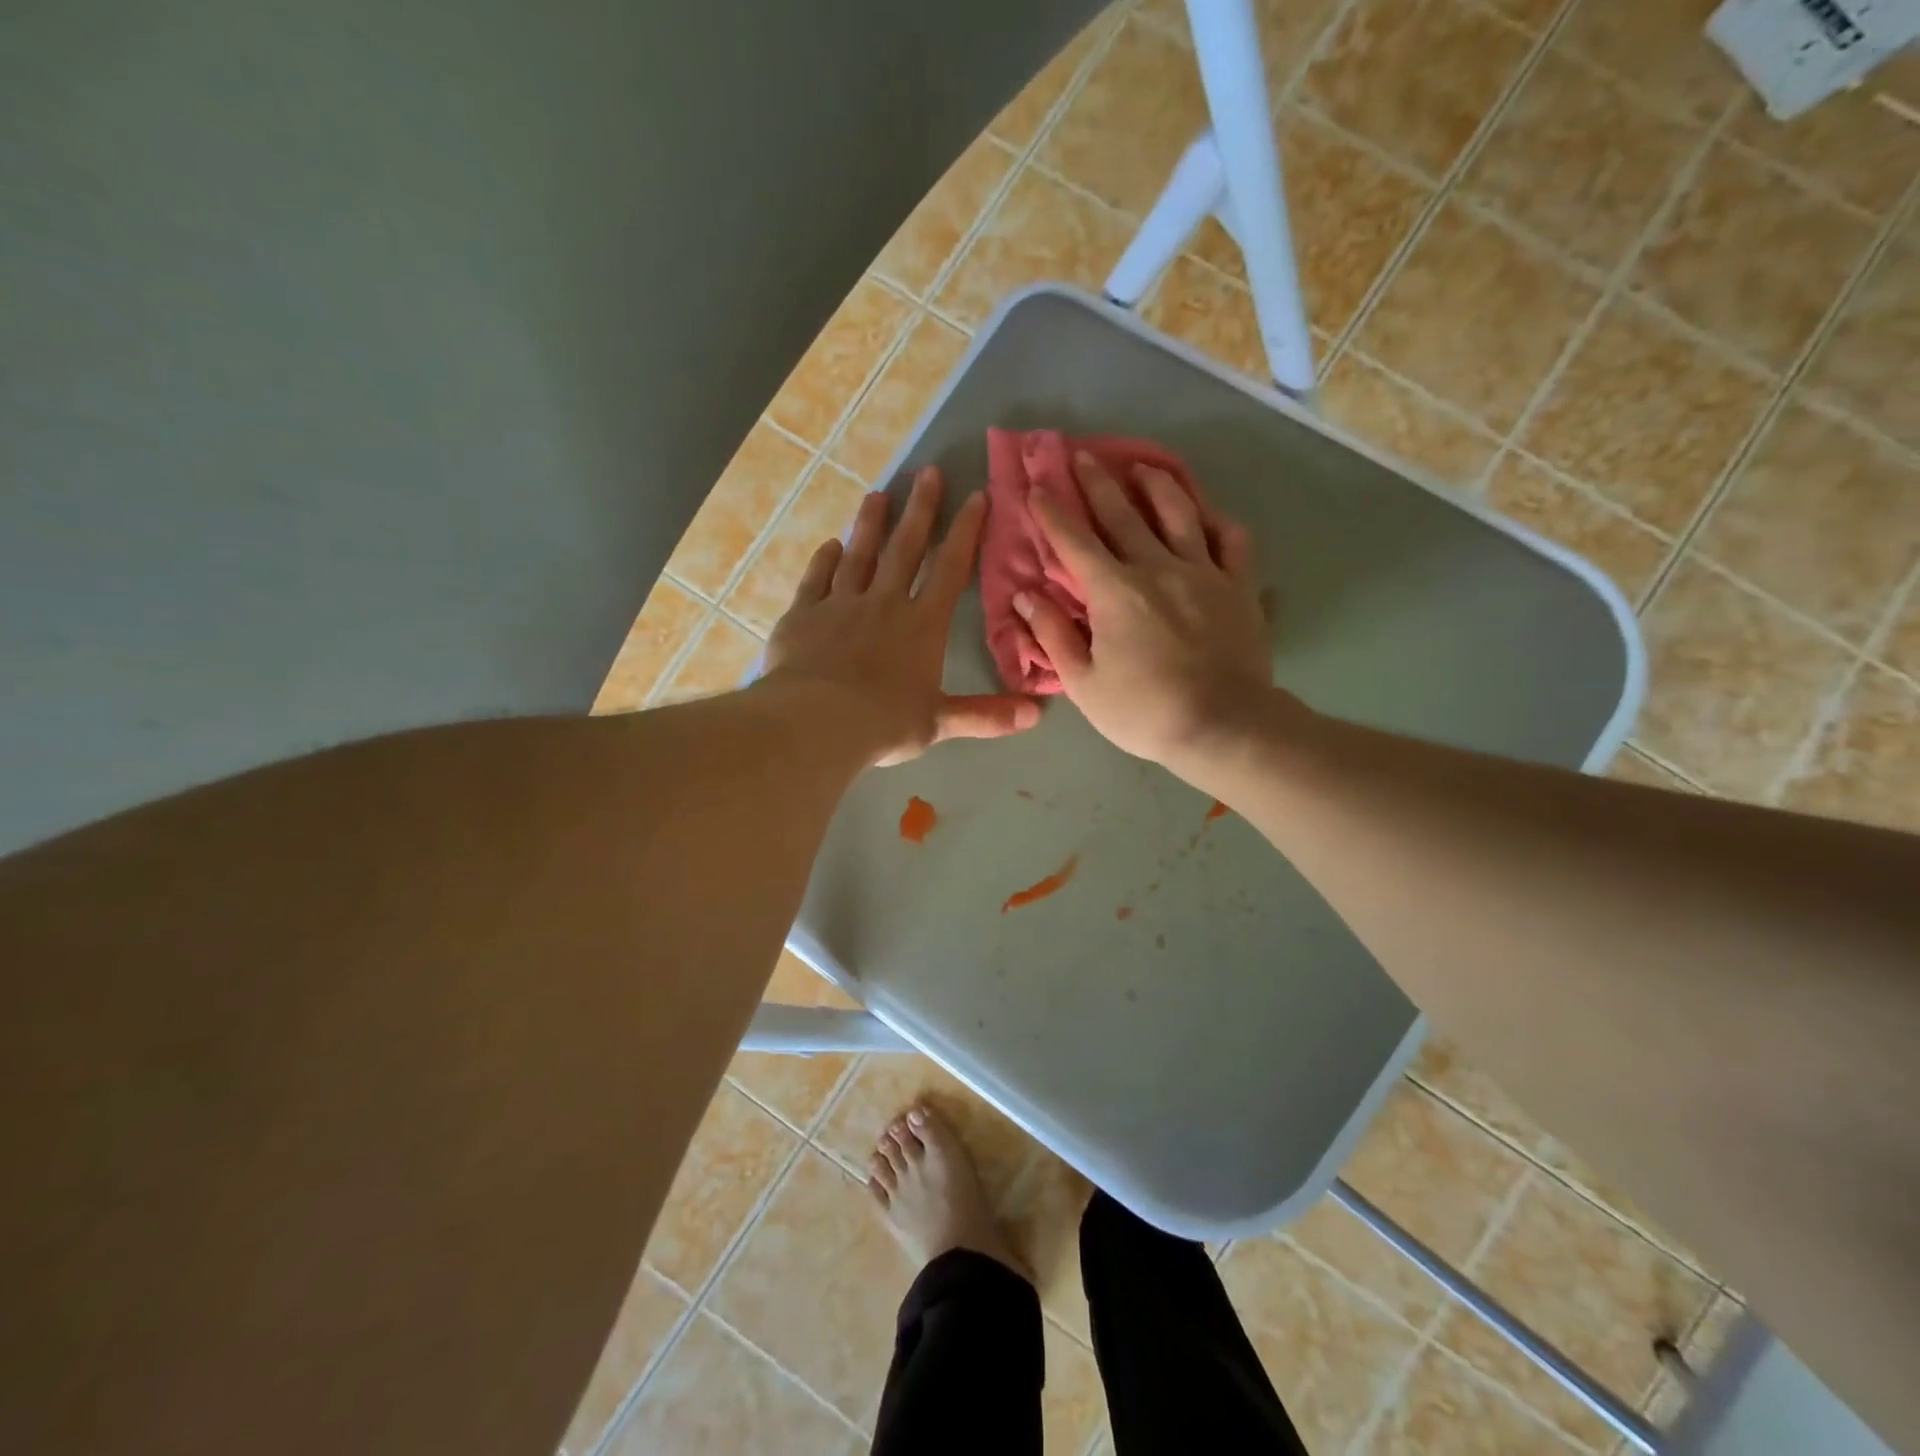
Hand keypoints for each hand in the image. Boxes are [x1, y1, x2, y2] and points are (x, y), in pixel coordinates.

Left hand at [763, 466, 1039, 766]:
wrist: (817, 722)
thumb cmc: (885, 722)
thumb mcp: (940, 722)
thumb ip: (986, 715)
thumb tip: (1037, 713)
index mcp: (922, 625)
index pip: (950, 570)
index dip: (965, 532)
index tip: (976, 496)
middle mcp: (884, 603)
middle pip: (905, 549)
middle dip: (920, 509)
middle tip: (927, 471)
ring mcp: (840, 604)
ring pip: (859, 555)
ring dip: (870, 525)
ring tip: (877, 495)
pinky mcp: (803, 615)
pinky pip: (816, 580)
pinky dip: (824, 560)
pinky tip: (829, 546)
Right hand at [1014, 452, 1281, 776]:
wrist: (1223, 726)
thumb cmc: (1144, 711)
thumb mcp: (1084, 683)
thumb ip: (1053, 635)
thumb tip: (1025, 597)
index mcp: (1114, 591)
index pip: (1075, 541)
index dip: (1052, 512)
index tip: (1036, 486)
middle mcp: (1157, 567)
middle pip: (1123, 513)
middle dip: (1097, 482)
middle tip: (1080, 455)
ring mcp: (1203, 571)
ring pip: (1179, 513)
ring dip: (1157, 485)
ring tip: (1143, 468)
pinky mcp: (1239, 585)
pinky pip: (1231, 539)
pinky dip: (1217, 520)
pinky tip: (1206, 514)